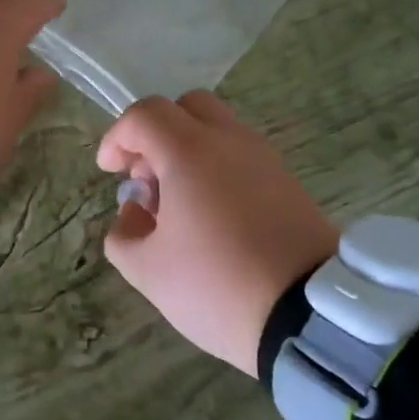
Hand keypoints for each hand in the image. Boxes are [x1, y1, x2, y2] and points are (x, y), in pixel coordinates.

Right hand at [97, 93, 337, 374]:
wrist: (308, 313)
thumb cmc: (216, 285)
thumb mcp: (147, 271)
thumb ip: (123, 234)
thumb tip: (134, 212)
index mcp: (190, 151)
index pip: (145, 115)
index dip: (117, 138)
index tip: (110, 173)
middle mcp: (229, 141)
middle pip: (186, 106)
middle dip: (156, 134)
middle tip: (147, 178)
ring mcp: (264, 158)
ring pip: (217, 129)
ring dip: (187, 151)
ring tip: (178, 205)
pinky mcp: (288, 181)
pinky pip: (242, 155)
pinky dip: (217, 168)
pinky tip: (212, 217)